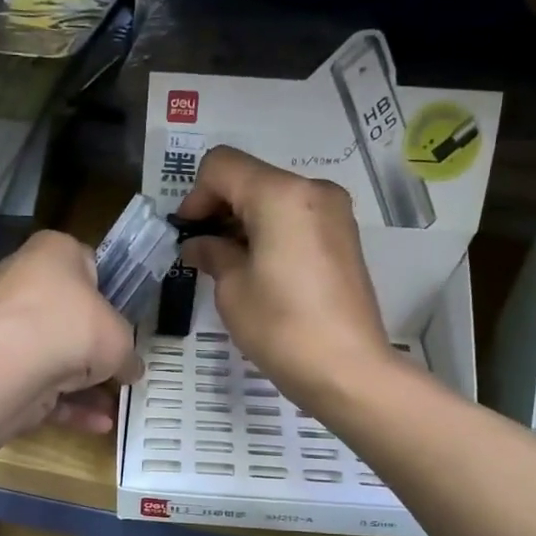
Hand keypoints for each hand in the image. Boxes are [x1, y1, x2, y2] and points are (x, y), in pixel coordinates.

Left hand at [0, 230, 141, 432]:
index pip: (85, 264)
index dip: (107, 293)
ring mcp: (6, 325)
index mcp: (53, 253)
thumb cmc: (75, 326)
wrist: (15, 363)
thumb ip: (128, 354)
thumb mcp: (120, 338)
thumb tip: (131, 369)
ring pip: (52, 355)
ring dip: (84, 385)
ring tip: (115, 408)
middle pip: (67, 315)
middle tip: (119, 367)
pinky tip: (99, 425)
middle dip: (92, 347)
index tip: (122, 320)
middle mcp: (23, 282)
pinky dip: (67, 405)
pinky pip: (39, 383)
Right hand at [174, 146, 392, 405]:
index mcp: (280, 194)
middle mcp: (312, 190)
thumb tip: (200, 245)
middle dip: (220, 208)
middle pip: (250, 177)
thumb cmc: (281, 327)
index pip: (222, 165)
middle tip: (202, 252)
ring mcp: (334, 213)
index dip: (195, 196)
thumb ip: (212, 254)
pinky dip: (270, 232)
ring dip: (244, 221)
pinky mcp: (344, 237)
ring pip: (274, 198)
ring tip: (229, 265)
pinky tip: (260, 270)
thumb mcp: (233, 289)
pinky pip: (296, 218)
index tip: (187, 235)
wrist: (348, 369)